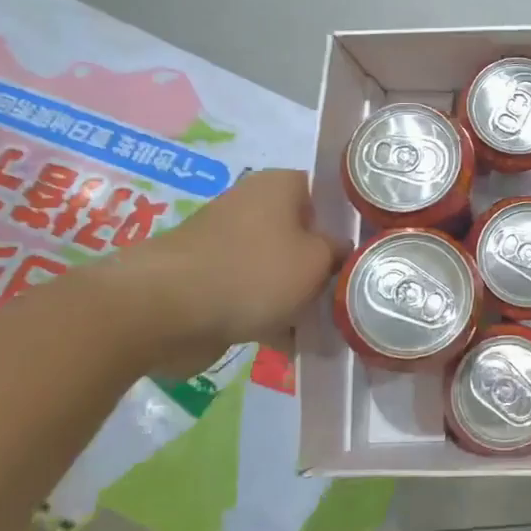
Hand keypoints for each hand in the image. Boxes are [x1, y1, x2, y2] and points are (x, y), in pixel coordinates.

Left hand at [106, 169, 341, 372]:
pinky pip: (253, 293)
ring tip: (327, 327)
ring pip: (279, 267)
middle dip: (324, 266)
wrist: (163, 310)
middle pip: (304, 234)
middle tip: (351, 293)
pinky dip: (270, 315)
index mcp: (280, 185)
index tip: (368, 252)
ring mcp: (228, 243)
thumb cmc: (252, 272)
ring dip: (298, 295)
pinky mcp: (209, 279)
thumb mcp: (317, 261)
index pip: (328, 194)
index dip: (350, 222)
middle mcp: (253, 205)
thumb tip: (340, 252)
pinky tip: (293, 344)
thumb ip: (339, 253)